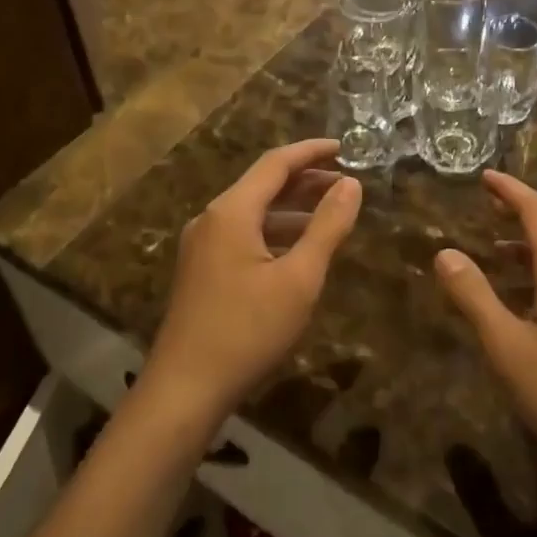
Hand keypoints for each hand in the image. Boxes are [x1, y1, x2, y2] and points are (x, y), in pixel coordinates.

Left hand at [145, 140, 362, 426]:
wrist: (184, 389)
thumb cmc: (247, 330)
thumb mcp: (299, 279)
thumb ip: (327, 227)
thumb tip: (351, 184)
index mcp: (231, 211)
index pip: (275, 163)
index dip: (311, 151)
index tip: (345, 147)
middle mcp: (212, 218)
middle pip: (262, 184)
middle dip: (305, 180)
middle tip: (345, 182)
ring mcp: (202, 245)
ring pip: (252, 211)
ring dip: (291, 208)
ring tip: (330, 213)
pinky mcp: (201, 270)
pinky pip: (242, 234)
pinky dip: (274, 231)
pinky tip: (297, 250)